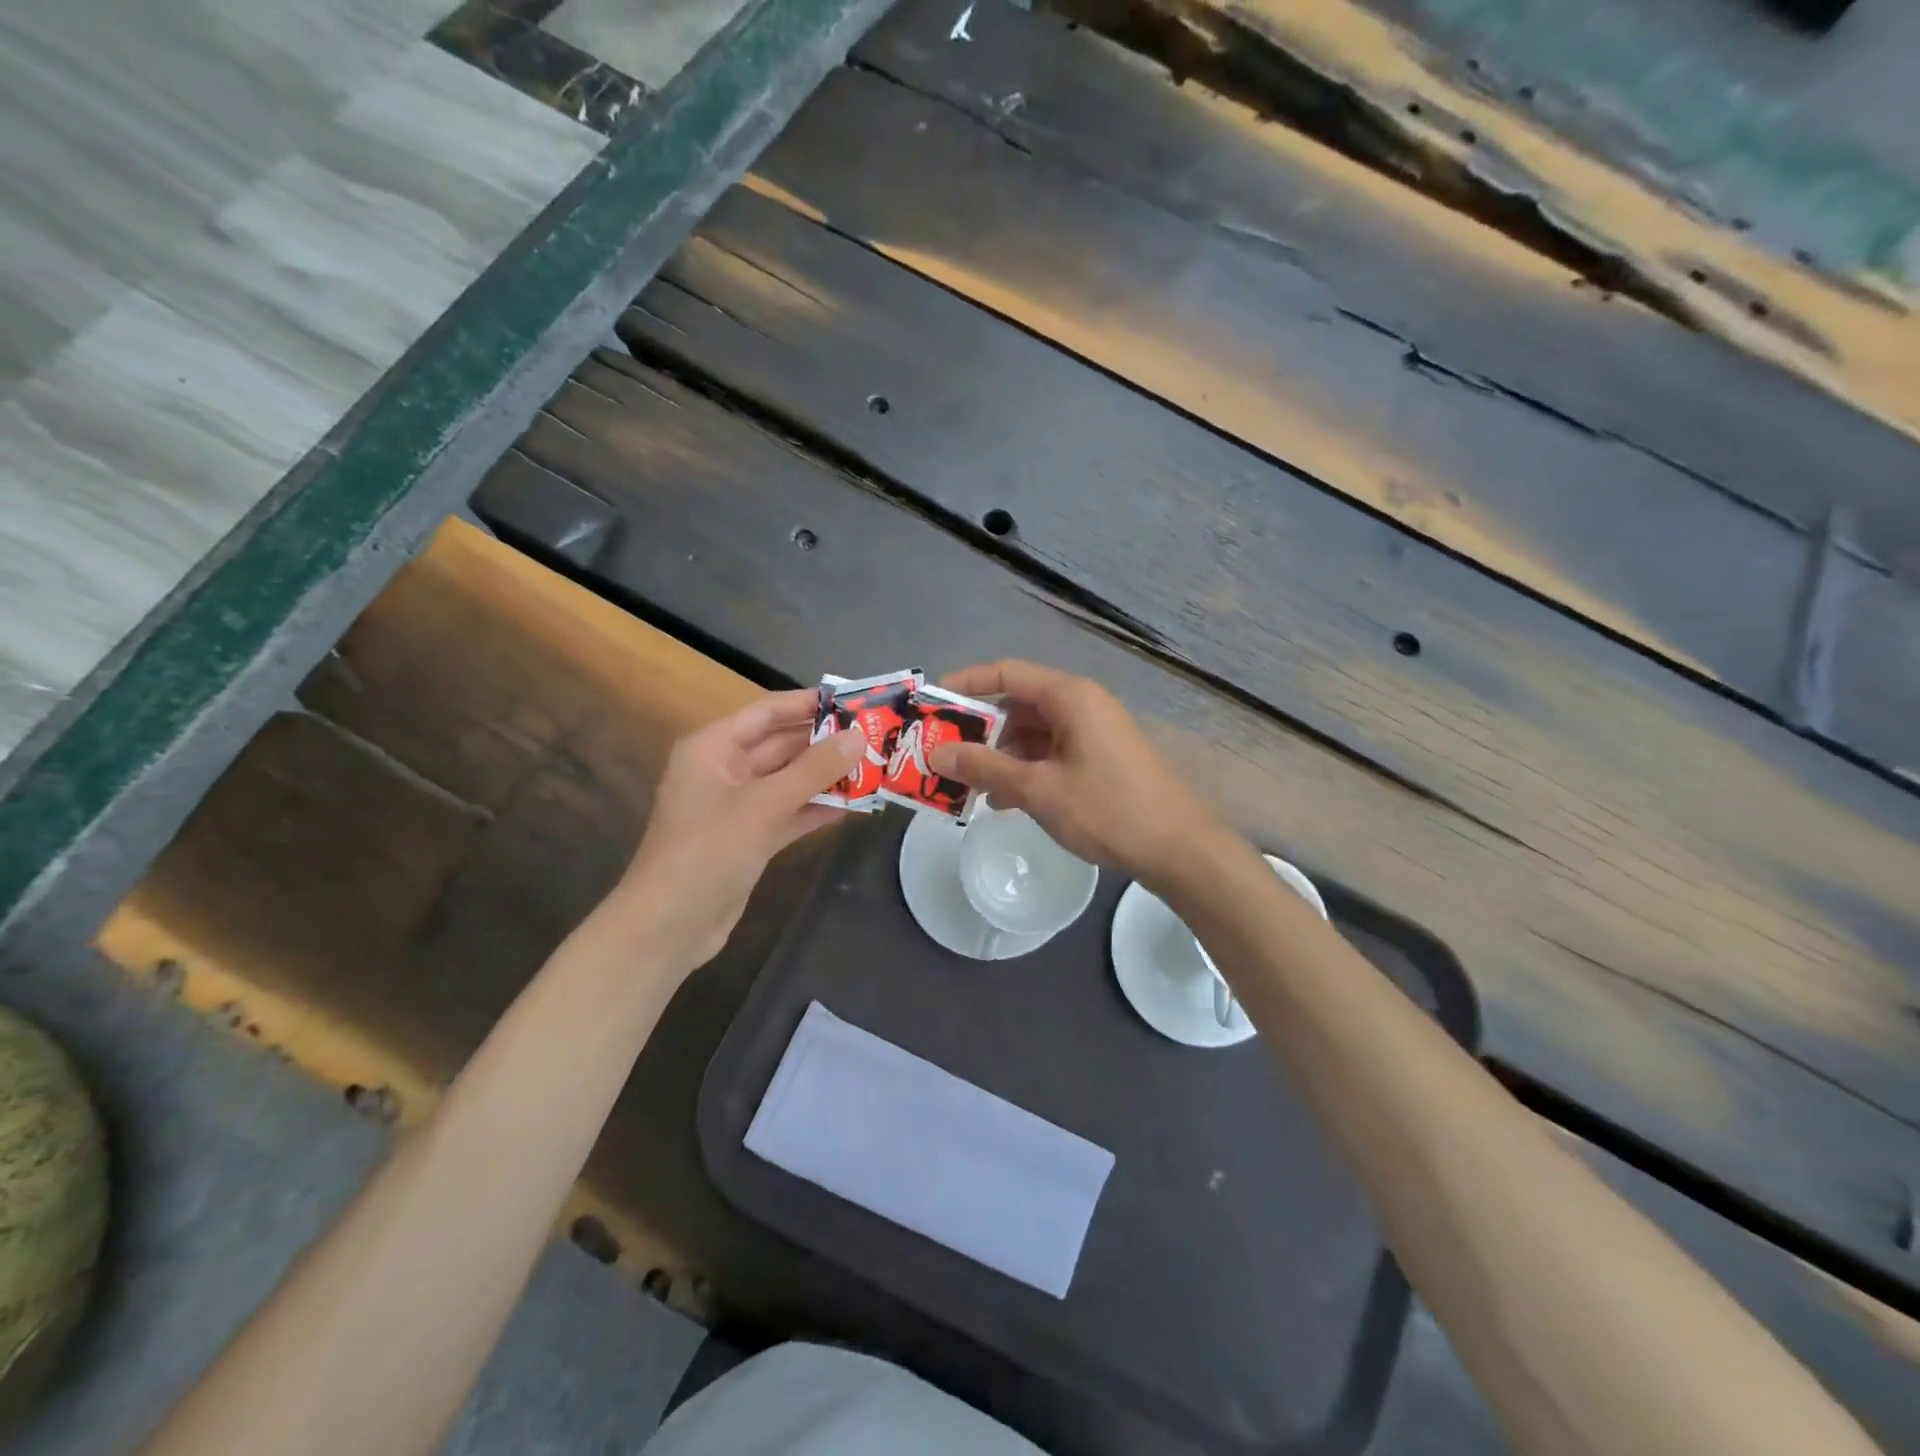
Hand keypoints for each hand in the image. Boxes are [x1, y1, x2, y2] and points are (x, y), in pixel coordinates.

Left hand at [614, 690, 863, 973]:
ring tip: (874, 767)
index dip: (808, 704)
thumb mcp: (764, 804)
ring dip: (827, 776)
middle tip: (876, 736)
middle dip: (825, 743)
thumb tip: (860, 735)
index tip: (854, 700)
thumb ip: (814, 769)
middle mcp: (724, 769)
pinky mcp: (749, 837)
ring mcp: (737, 806)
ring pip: (789, 781)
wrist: (670, 925)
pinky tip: (855, 805)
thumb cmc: (708, 851)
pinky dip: (817, 808)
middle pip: (781, 746)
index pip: (767, 713)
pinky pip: (789, 811)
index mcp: (713, 747)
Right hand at [927, 660, 1224, 883]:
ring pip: (1032, 732)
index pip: (1006, 673)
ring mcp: (1093, 732)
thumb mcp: (1039, 789)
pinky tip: (1003, 800)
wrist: (1179, 849)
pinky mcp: (1099, 758)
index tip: (931, 706)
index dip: (965, 685)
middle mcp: (1081, 705)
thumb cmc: (1108, 810)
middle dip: (978, 730)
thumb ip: (985, 768)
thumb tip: (938, 753)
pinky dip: (1024, 769)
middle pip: (1017, 704)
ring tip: (967, 786)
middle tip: (942, 755)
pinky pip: (1050, 752)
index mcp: (1069, 696)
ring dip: (999, 756)